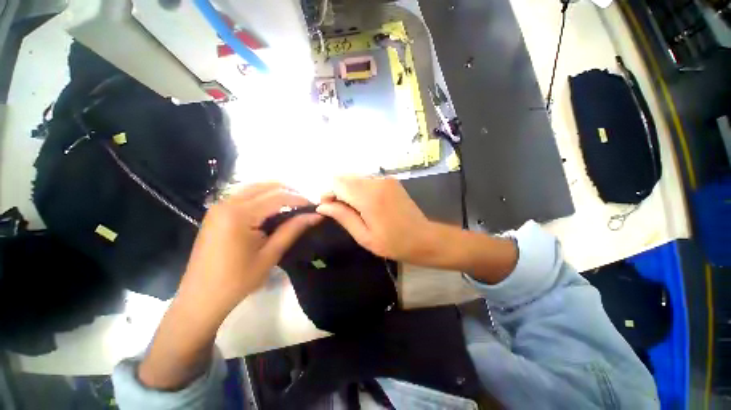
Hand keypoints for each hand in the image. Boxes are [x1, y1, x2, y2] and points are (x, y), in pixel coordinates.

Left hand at [179, 182, 321, 317]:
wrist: (201, 298)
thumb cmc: (238, 280)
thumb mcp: (270, 254)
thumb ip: (293, 230)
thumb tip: (316, 216)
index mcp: (239, 214)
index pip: (278, 196)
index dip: (299, 199)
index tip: (315, 206)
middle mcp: (227, 203)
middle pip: (266, 186)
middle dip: (289, 191)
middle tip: (305, 204)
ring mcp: (219, 206)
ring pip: (255, 188)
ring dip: (277, 193)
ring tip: (293, 205)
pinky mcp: (217, 212)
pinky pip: (245, 195)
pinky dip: (263, 197)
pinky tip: (273, 209)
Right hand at [316, 176, 435, 263]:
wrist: (423, 238)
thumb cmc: (393, 243)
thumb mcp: (364, 236)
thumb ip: (343, 217)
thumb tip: (323, 206)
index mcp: (369, 197)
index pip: (338, 183)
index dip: (329, 194)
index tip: (330, 210)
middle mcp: (376, 181)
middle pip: (345, 178)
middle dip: (338, 192)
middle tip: (342, 212)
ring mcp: (385, 179)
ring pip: (355, 179)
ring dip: (349, 191)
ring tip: (356, 211)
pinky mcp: (391, 180)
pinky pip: (367, 181)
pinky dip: (360, 190)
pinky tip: (367, 205)